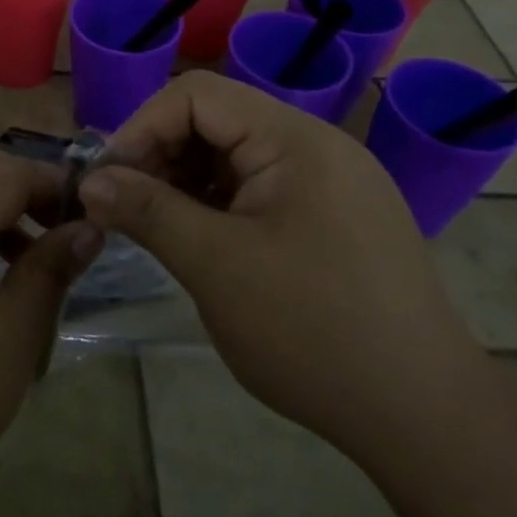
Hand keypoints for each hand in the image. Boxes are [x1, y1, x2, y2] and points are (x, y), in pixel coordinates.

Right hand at [78, 71, 488, 461]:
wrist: (427, 421)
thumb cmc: (313, 333)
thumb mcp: (216, 266)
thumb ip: (147, 210)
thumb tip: (90, 181)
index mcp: (295, 139)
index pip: (197, 95)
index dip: (142, 127)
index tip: (108, 179)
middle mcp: (317, 146)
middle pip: (216, 120)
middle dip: (162, 154)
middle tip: (125, 205)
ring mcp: (331, 182)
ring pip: (235, 155)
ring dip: (186, 180)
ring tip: (157, 226)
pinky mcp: (335, 218)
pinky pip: (260, 188)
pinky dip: (219, 204)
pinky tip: (200, 241)